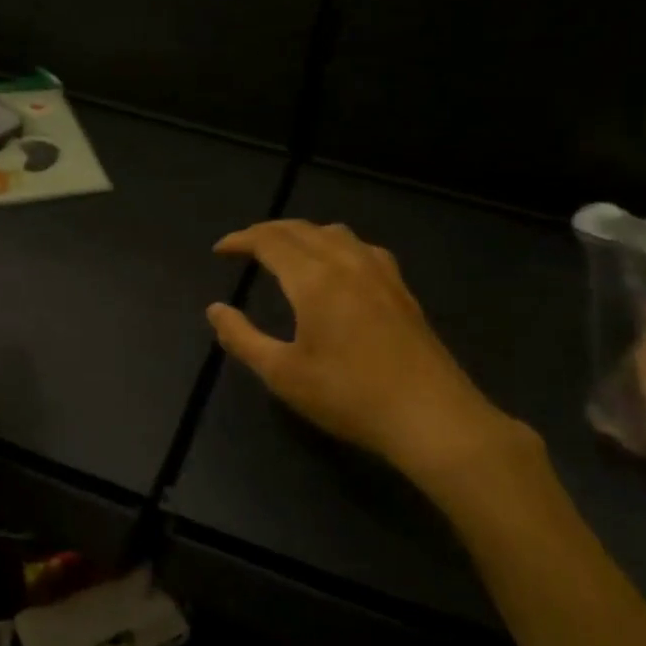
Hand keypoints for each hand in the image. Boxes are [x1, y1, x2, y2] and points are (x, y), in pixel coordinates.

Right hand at [208, 221, 539, 483]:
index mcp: (314, 279)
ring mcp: (380, 272)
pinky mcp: (401, 288)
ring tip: (286, 251)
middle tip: (244, 247)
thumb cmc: (348, 395)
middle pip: (301, 229)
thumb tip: (214, 310)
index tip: (220, 250)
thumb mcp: (283, 374)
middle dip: (267, 232)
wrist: (430, 416)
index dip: (241, 240)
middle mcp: (346, 262)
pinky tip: (338, 265)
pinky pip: (361, 247)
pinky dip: (335, 244)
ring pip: (334, 232)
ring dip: (302, 233)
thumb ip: (242, 338)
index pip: (269, 241)